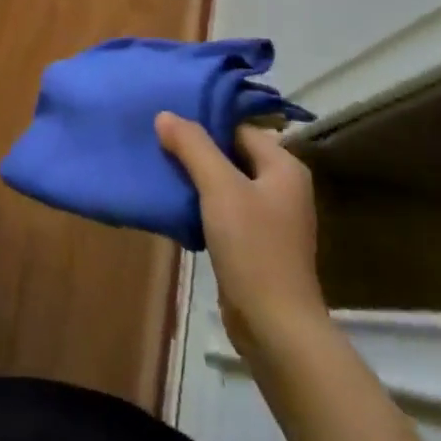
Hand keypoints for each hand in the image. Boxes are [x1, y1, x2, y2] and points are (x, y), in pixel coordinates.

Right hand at [155, 113, 325, 353]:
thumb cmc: (253, 248)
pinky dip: (201, 205)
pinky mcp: (256, 244)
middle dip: (196, 151)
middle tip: (157, 143)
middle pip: (232, 154)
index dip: (204, 124)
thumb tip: (165, 115)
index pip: (238, 129)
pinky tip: (175, 206)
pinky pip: (224, 210)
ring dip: (195, 178)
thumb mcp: (219, 188)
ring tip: (160, 170)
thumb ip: (193, 147)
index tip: (167, 123)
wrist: (274, 325)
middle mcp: (282, 187)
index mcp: (283, 167)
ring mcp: (270, 218)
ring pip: (225, 183)